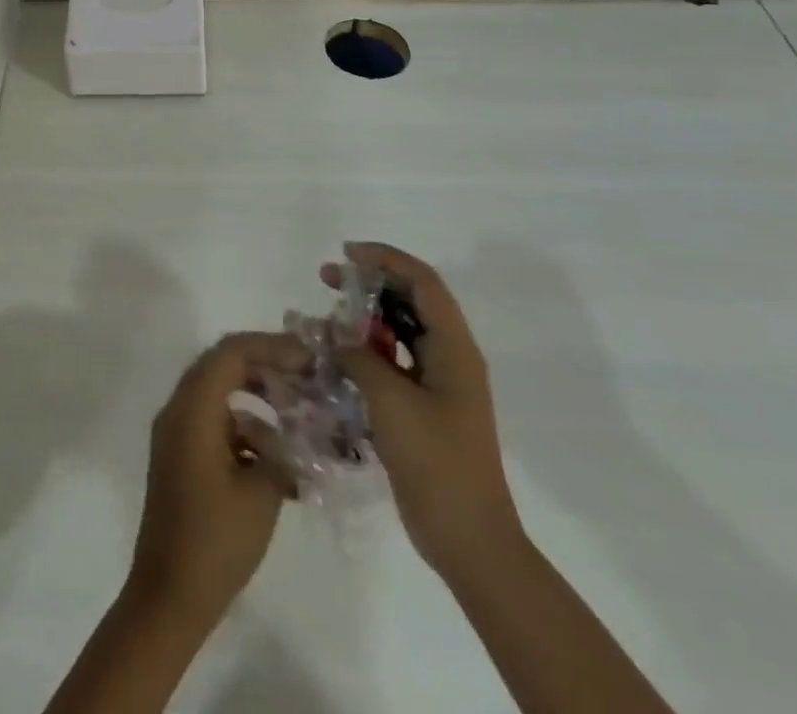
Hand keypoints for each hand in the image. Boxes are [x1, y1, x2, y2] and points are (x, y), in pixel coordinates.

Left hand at [123, 332, 304, 632]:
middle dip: (265, 366)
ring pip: (218, 393)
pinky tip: (276, 457)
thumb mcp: (261, 493)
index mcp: (192, 409)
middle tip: (304, 377)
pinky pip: (212, 421)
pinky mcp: (179, 455)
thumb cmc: (215, 541)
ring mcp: (175, 432)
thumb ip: (281, 451)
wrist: (168, 596)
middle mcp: (178, 409)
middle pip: (222, 364)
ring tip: (296, 417)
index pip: (231, 352)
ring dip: (256, 398)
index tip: (308, 357)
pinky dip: (243, 426)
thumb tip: (296, 435)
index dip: (271, 346)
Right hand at [323, 242, 522, 575]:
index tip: (345, 255)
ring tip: (326, 317)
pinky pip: (394, 363)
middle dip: (370, 283)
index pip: (422, 281)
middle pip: (411, 300)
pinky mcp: (425, 408)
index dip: (385, 259)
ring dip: (365, 318)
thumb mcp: (392, 403)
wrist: (469, 540)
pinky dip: (366, 352)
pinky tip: (336, 358)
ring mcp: (439, 384)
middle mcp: (450, 357)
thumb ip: (359, 358)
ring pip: (401, 331)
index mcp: (454, 349)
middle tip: (326, 279)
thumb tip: (334, 333)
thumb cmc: (437, 464)